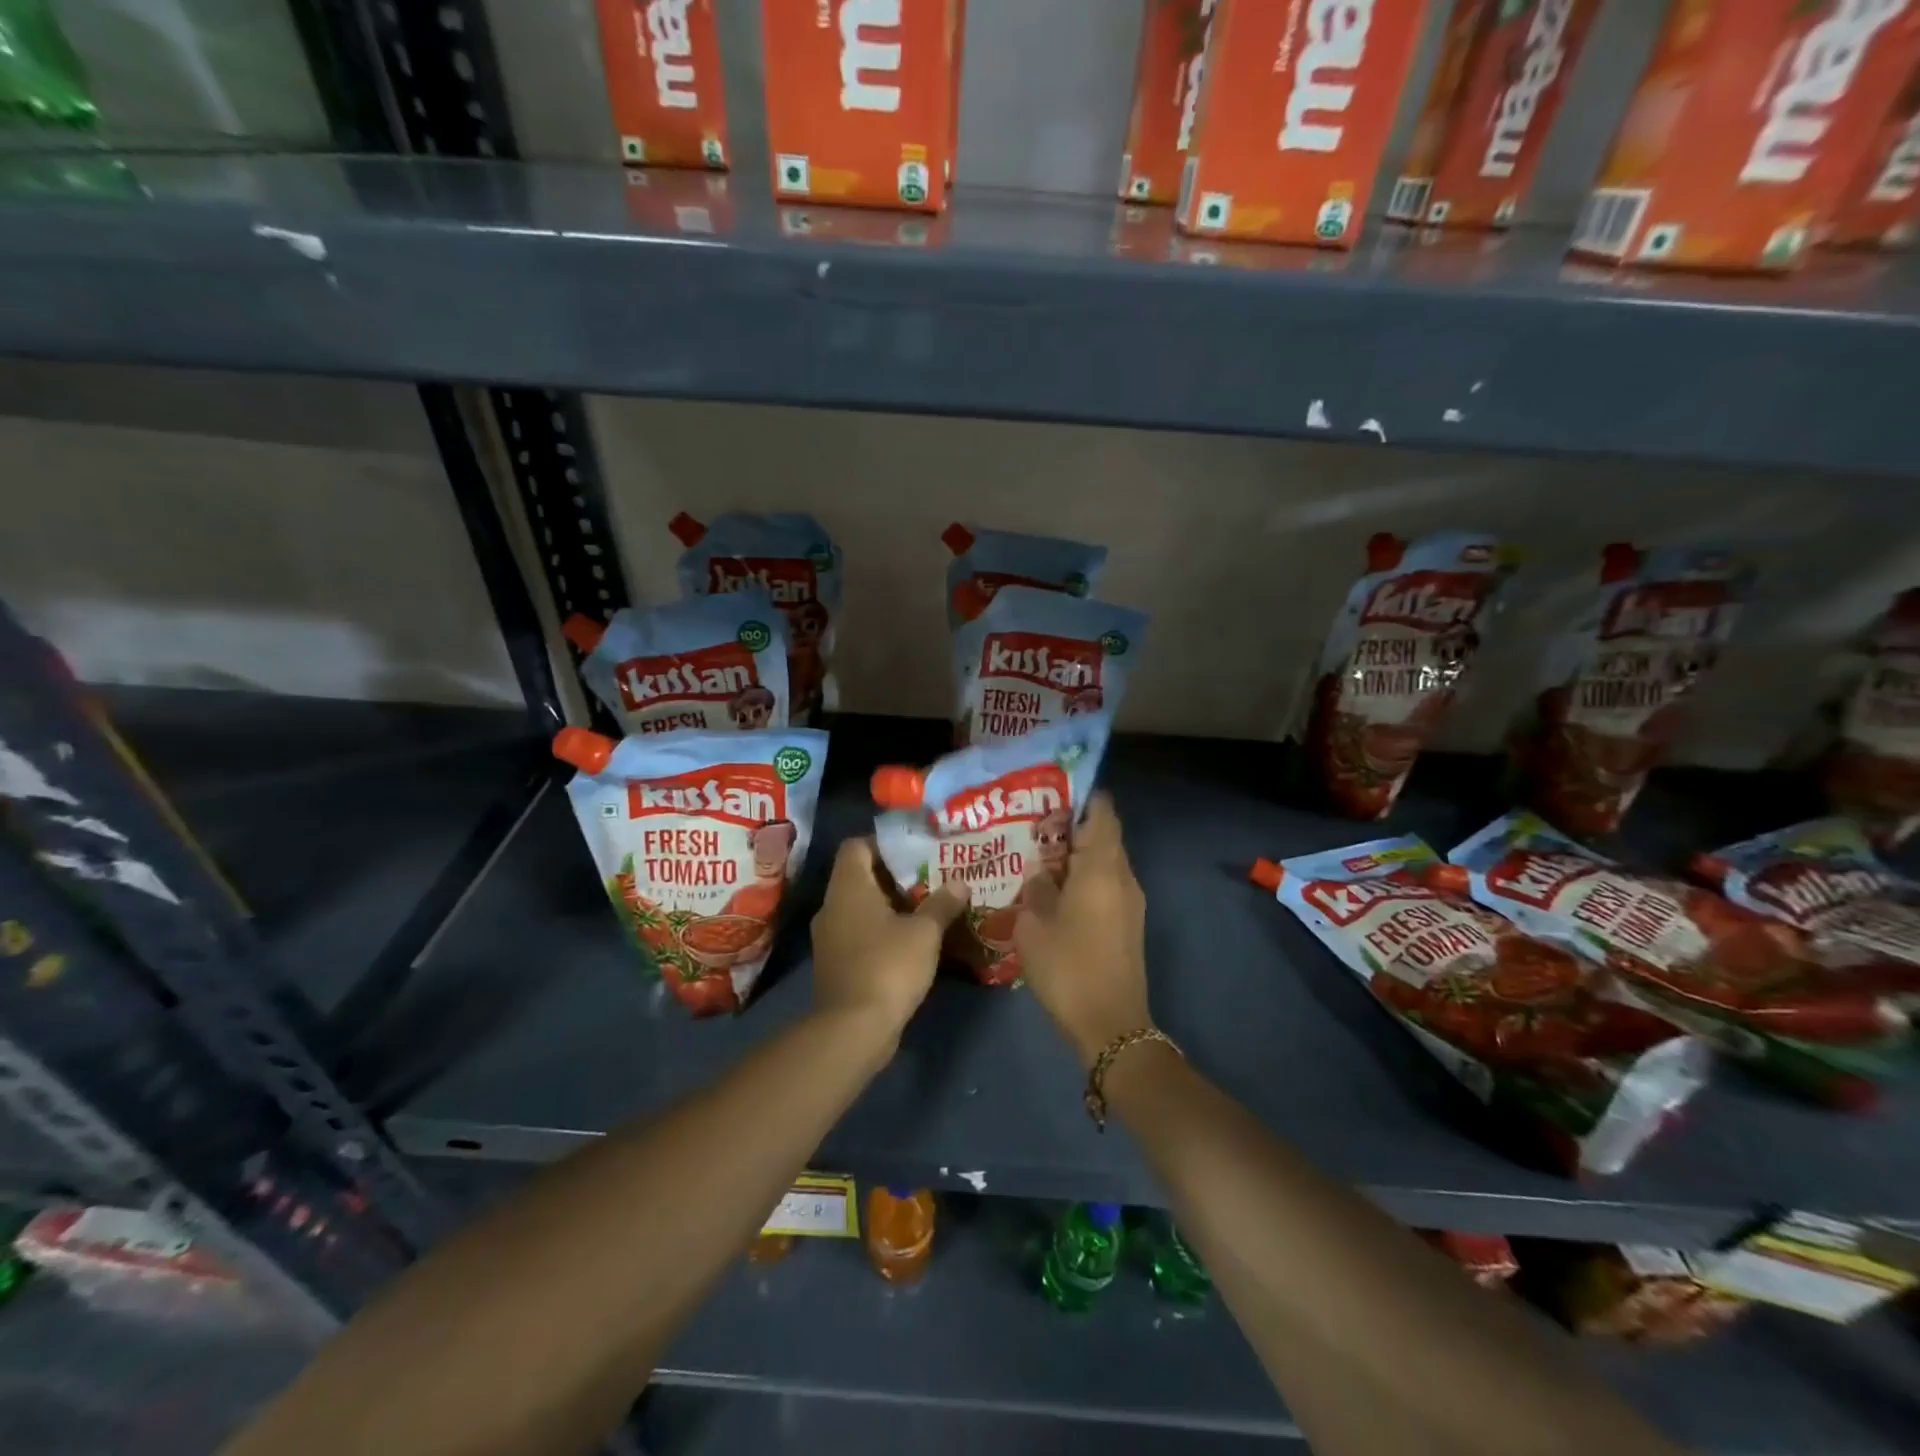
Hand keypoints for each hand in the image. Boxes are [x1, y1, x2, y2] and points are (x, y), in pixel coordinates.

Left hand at [811, 837, 968, 1036]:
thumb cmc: (888, 966)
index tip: (914, 850)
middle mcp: (832, 906)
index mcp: (848, 887)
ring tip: (926, 908)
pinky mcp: (835, 964)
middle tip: (930, 878)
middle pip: (860, 876)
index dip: (883, 843)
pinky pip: (859, 934)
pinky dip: (881, 931)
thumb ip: (942, 904)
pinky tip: (910, 941)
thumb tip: (960, 883)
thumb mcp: (925, 933)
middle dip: (895, 876)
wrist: (853, 1029)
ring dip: (890, 906)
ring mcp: (829, 937)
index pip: (856, 846)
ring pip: (860, 907)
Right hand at [1015, 794, 1152, 1065]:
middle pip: (1105, 836)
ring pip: (1106, 863)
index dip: (1083, 798)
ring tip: (1040, 858)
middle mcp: (1123, 878)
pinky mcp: (1129, 925)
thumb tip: (1040, 874)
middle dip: (1074, 827)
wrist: (1111, 1025)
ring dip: (1078, 856)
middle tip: (1036, 826)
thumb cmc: (1068, 968)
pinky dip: (1085, 879)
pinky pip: (1108, 886)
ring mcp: (1130, 903)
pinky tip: (1056, 892)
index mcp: (1101, 869)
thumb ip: (1035, 890)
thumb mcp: (1033, 927)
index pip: (1103, 814)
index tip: (1054, 793)